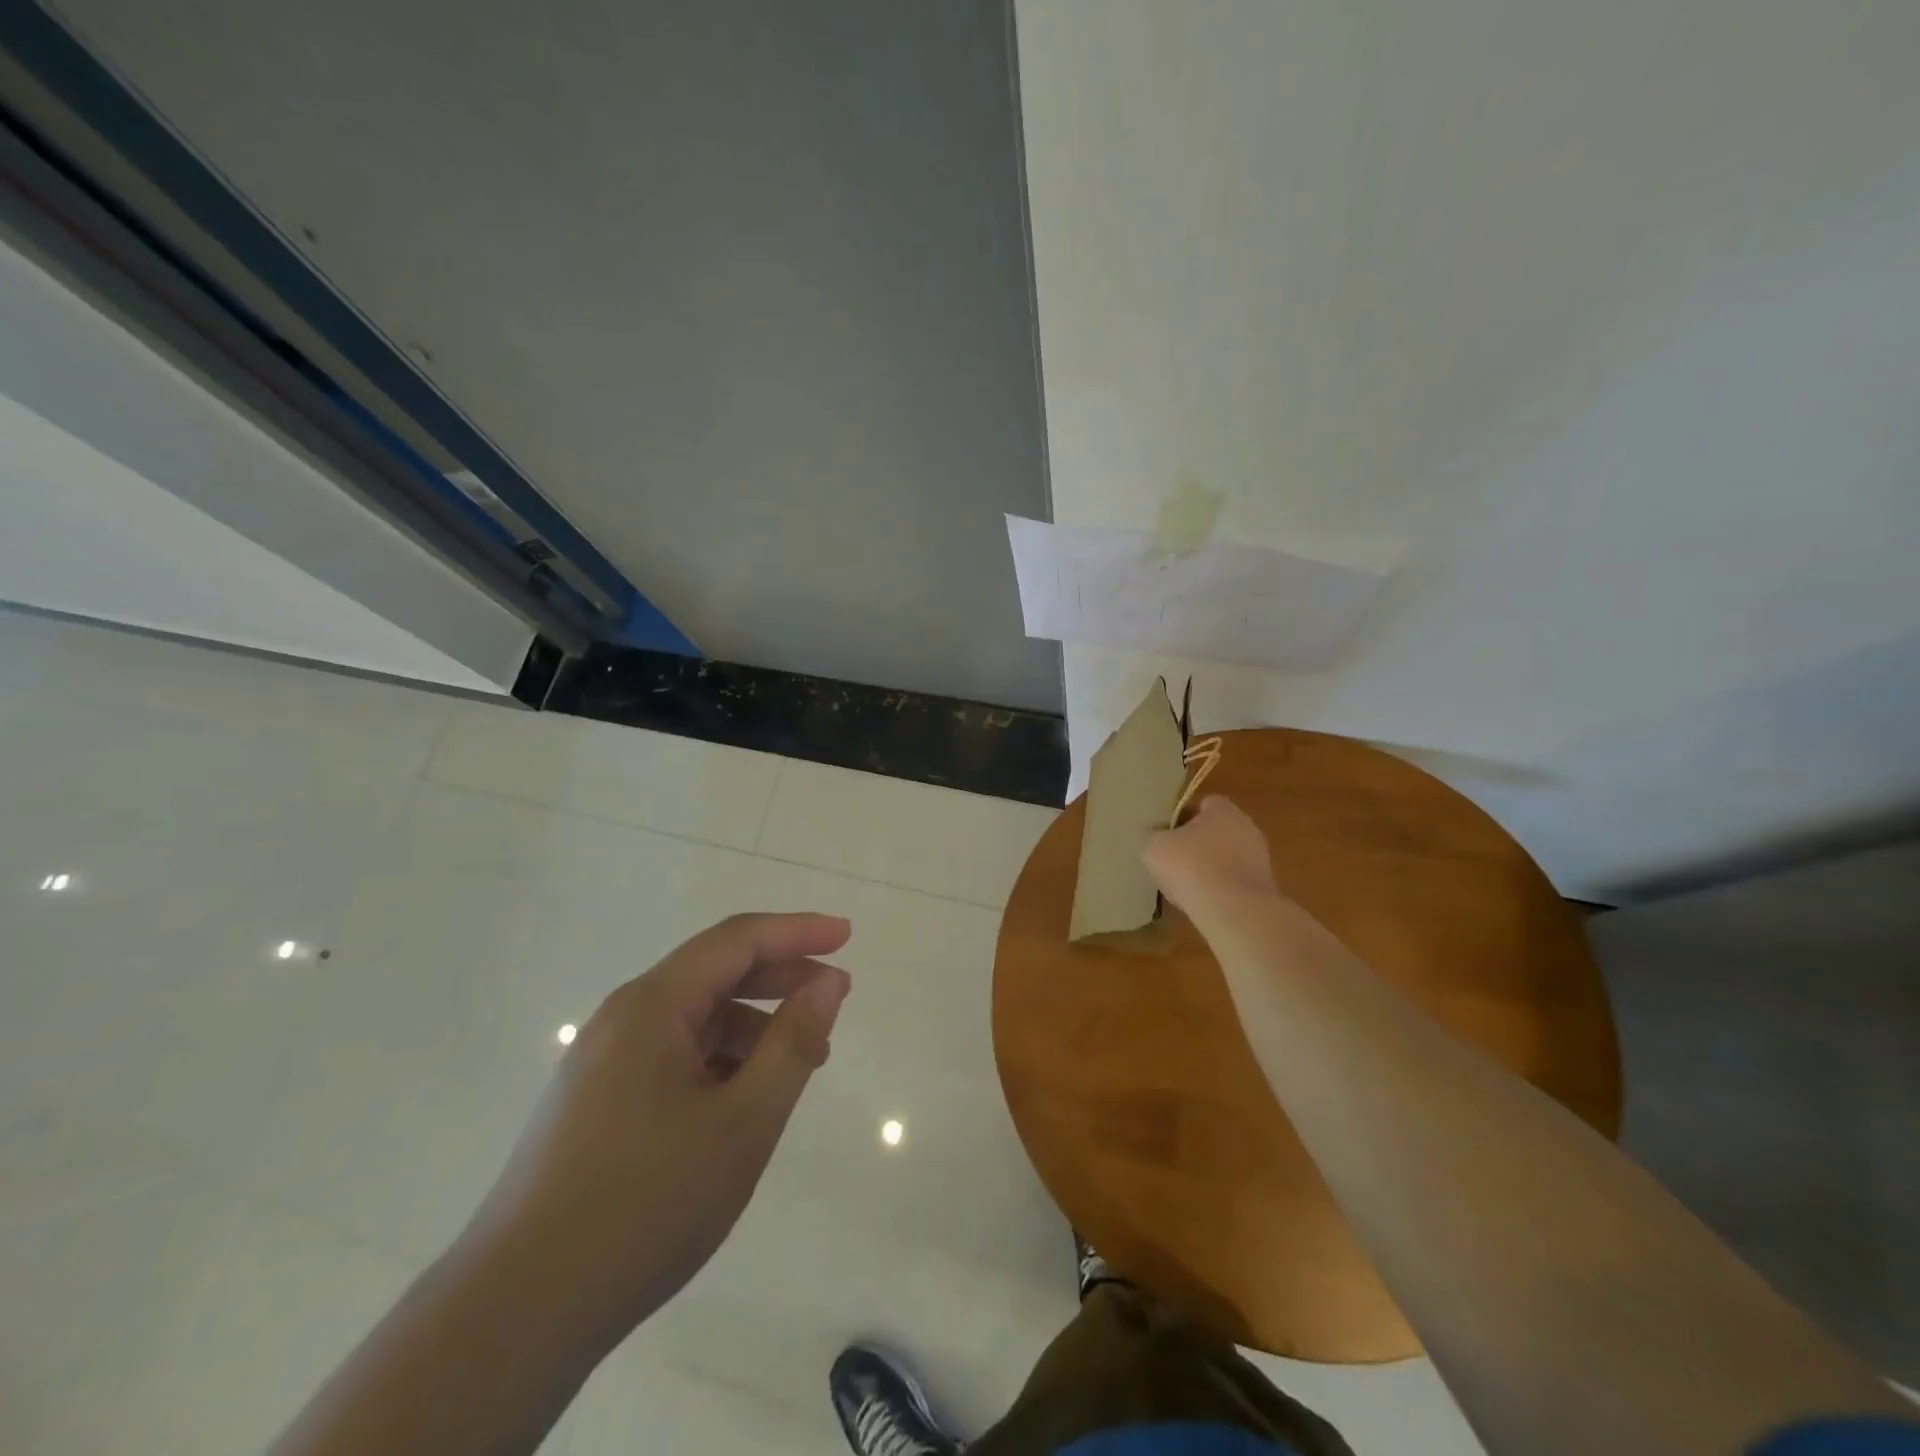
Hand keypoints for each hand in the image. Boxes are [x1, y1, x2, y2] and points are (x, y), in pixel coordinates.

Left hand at [464, 912, 851, 1351]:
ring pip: (694, 1018)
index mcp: (652, 1006)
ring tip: (798, 1064)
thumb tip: (827, 983)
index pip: (737, 941)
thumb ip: (792, 1044)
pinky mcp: (596, 1100)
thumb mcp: (743, 1122)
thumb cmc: (645, 1204)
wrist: (517, 1313)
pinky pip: (672, 1054)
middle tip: (834, 999)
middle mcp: (623, 1018)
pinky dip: (719, 1059)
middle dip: (780, 977)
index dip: (797, 931)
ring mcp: (603, 1060)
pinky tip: (743, 1100)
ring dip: (752, 1025)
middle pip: (715, 972)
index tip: (846, 936)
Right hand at [1143, 795, 1278, 917]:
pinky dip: (1222, 888)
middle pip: (1217, 830)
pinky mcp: (1264, 886)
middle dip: (1198, 843)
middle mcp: (1247, 827)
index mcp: (1223, 810)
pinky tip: (1205, 903)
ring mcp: (1260, 857)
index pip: (1204, 804)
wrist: (1234, 910)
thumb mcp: (1153, 847)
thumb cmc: (1191, 867)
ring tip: (1188, 886)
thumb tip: (1153, 833)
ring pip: (1228, 857)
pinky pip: (1236, 881)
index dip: (1183, 817)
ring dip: (1211, 867)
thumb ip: (1151, 835)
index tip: (1168, 835)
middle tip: (1175, 860)